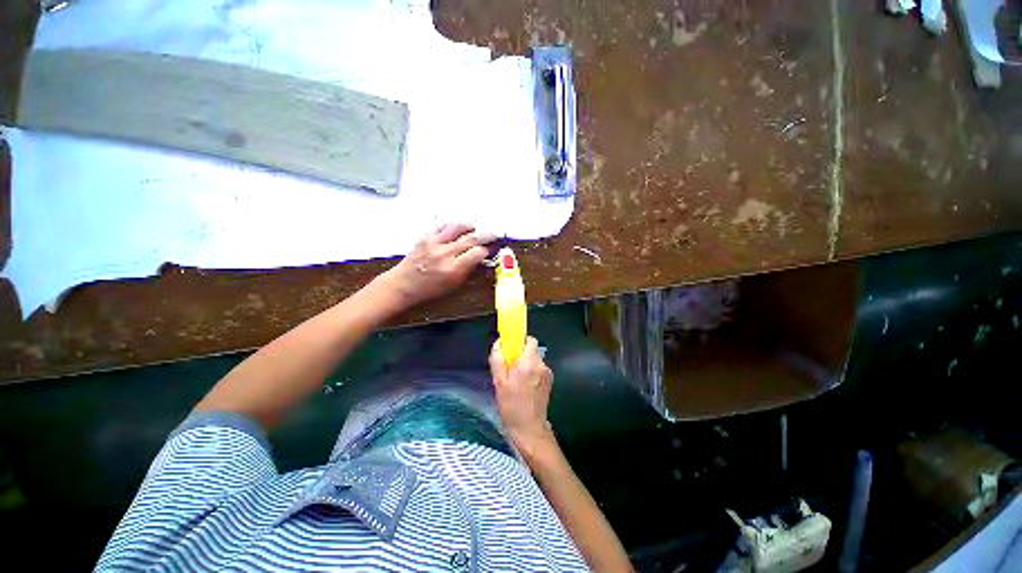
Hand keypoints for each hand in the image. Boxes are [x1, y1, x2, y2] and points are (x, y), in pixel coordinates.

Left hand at [379, 224, 495, 308]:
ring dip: (470, 227)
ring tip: (475, 228)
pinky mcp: (425, 237)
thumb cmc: (429, 291)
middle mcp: (445, 253)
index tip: (491, 250)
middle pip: (472, 238)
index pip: (478, 253)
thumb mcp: (454, 286)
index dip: (487, 250)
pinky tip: (458, 228)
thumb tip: (481, 258)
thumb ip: (469, 270)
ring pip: (458, 227)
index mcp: (453, 269)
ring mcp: (434, 243)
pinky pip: (442, 226)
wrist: (403, 285)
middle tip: (493, 235)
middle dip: (486, 235)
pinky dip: (453, 225)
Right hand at [490, 337, 554, 448]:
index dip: (520, 340)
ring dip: (525, 363)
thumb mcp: (499, 382)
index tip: (510, 348)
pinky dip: (531, 372)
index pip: (530, 340)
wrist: (530, 429)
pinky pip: (538, 369)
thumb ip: (498, 359)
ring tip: (515, 379)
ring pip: (535, 360)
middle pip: (532, 350)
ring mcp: (547, 373)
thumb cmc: (511, 406)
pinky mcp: (549, 382)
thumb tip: (498, 343)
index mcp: (529, 363)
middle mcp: (541, 365)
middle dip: (520, 354)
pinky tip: (523, 386)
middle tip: (509, 366)